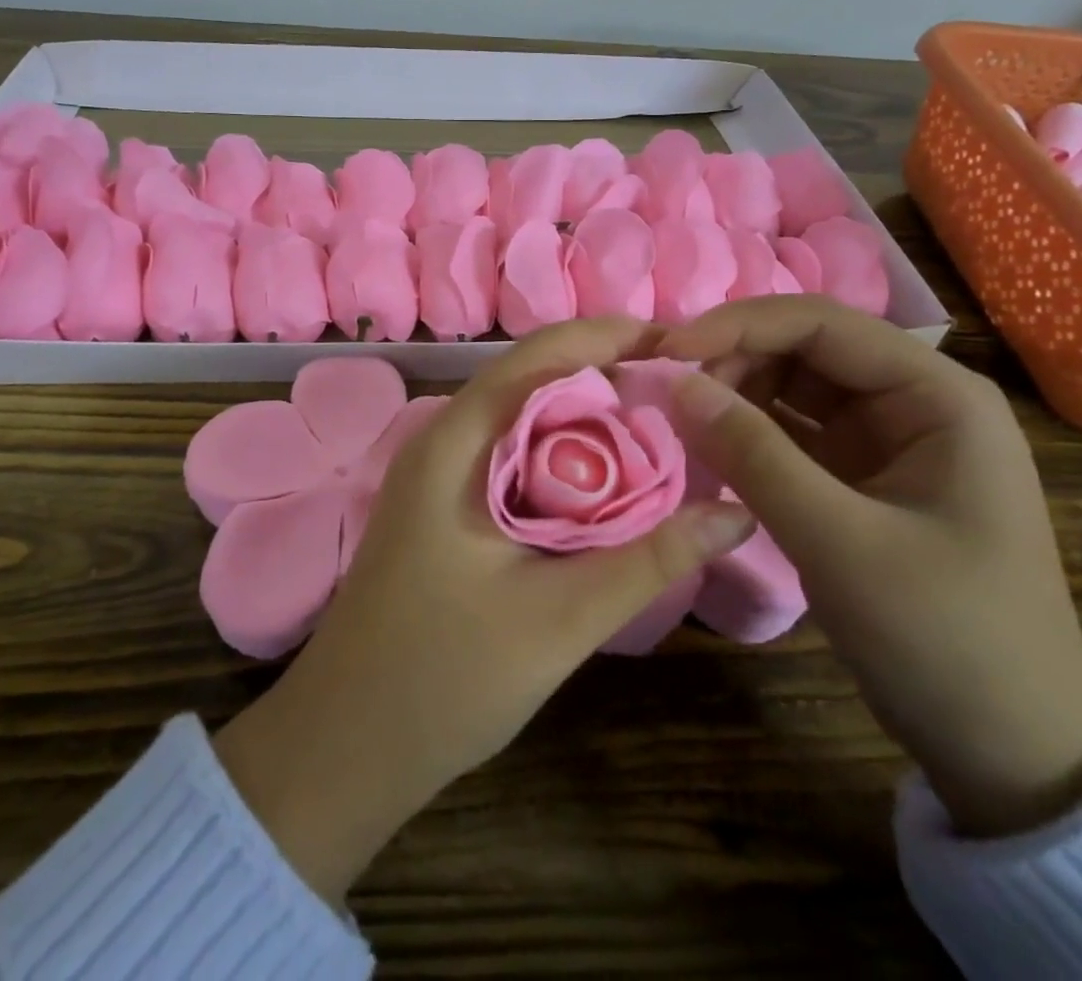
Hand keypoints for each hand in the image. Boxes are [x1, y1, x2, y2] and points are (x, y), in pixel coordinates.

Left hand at [213, 318, 758, 904]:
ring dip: (588, 421)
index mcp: (458, 441)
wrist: (345, 744)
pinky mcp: (446, 508)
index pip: (539, 354)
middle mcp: (445, 440)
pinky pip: (514, 459)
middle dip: (608, 377)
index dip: (607, 337)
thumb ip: (649, 559)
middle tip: (686, 394)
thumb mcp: (560, 618)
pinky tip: (607, 486)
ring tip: (662, 431)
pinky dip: (564, 459)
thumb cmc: (444, 675)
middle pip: (534, 381)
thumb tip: (735, 513)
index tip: (679, 343)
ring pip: (524, 421)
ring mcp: (440, 475)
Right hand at [659, 297, 1081, 837]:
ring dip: (735, 395)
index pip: (821, 324)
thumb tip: (675, 383)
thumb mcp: (839, 543)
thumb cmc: (945, 637)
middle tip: (668, 395)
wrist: (1011, 750)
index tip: (665, 351)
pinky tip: (709, 448)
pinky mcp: (861, 474)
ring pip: (792, 386)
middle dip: (733, 361)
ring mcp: (887, 438)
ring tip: (683, 422)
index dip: (736, 326)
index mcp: (938, 395)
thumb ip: (752, 455)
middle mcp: (914, 400)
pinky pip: (792, 431)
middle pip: (803, 348)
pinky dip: (748, 433)